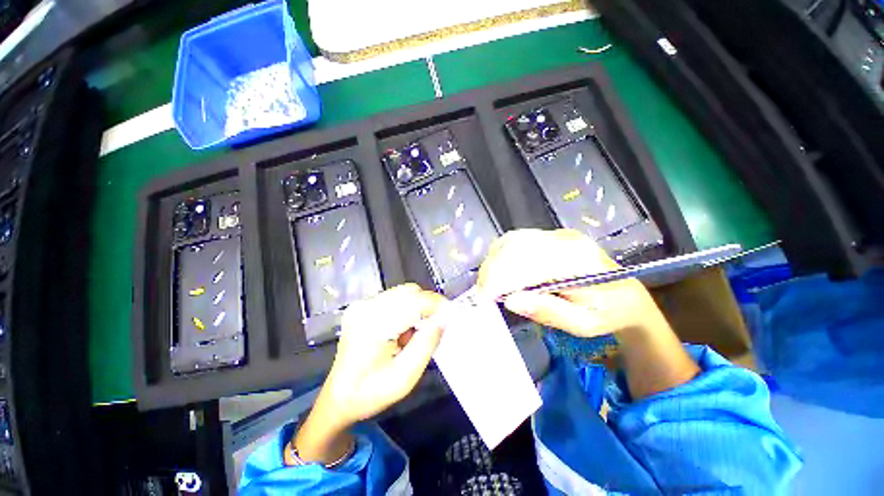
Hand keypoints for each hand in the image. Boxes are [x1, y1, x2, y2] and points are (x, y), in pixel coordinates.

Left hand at [323, 283, 446, 422]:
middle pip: (409, 291)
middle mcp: (366, 307)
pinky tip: (401, 330)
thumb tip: (443, 318)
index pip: (415, 302)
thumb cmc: (370, 394)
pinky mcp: (362, 306)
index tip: (451, 316)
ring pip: (403, 293)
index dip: (437, 305)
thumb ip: (426, 344)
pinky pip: (394, 298)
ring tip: (413, 334)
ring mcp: (362, 305)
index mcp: (374, 325)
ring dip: (416, 307)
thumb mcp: (405, 377)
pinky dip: (405, 309)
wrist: (338, 398)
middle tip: (434, 327)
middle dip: (427, 305)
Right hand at [477, 229, 698, 398]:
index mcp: (577, 262)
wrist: (626, 296)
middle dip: (492, 270)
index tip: (484, 298)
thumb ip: (548, 311)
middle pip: (515, 247)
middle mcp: (566, 240)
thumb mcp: (582, 324)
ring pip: (513, 240)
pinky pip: (518, 239)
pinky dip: (501, 253)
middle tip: (482, 293)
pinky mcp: (552, 236)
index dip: (499, 279)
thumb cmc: (607, 314)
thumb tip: (511, 300)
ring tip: (488, 283)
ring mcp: (558, 235)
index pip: (526, 264)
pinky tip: (498, 269)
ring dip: (494, 260)